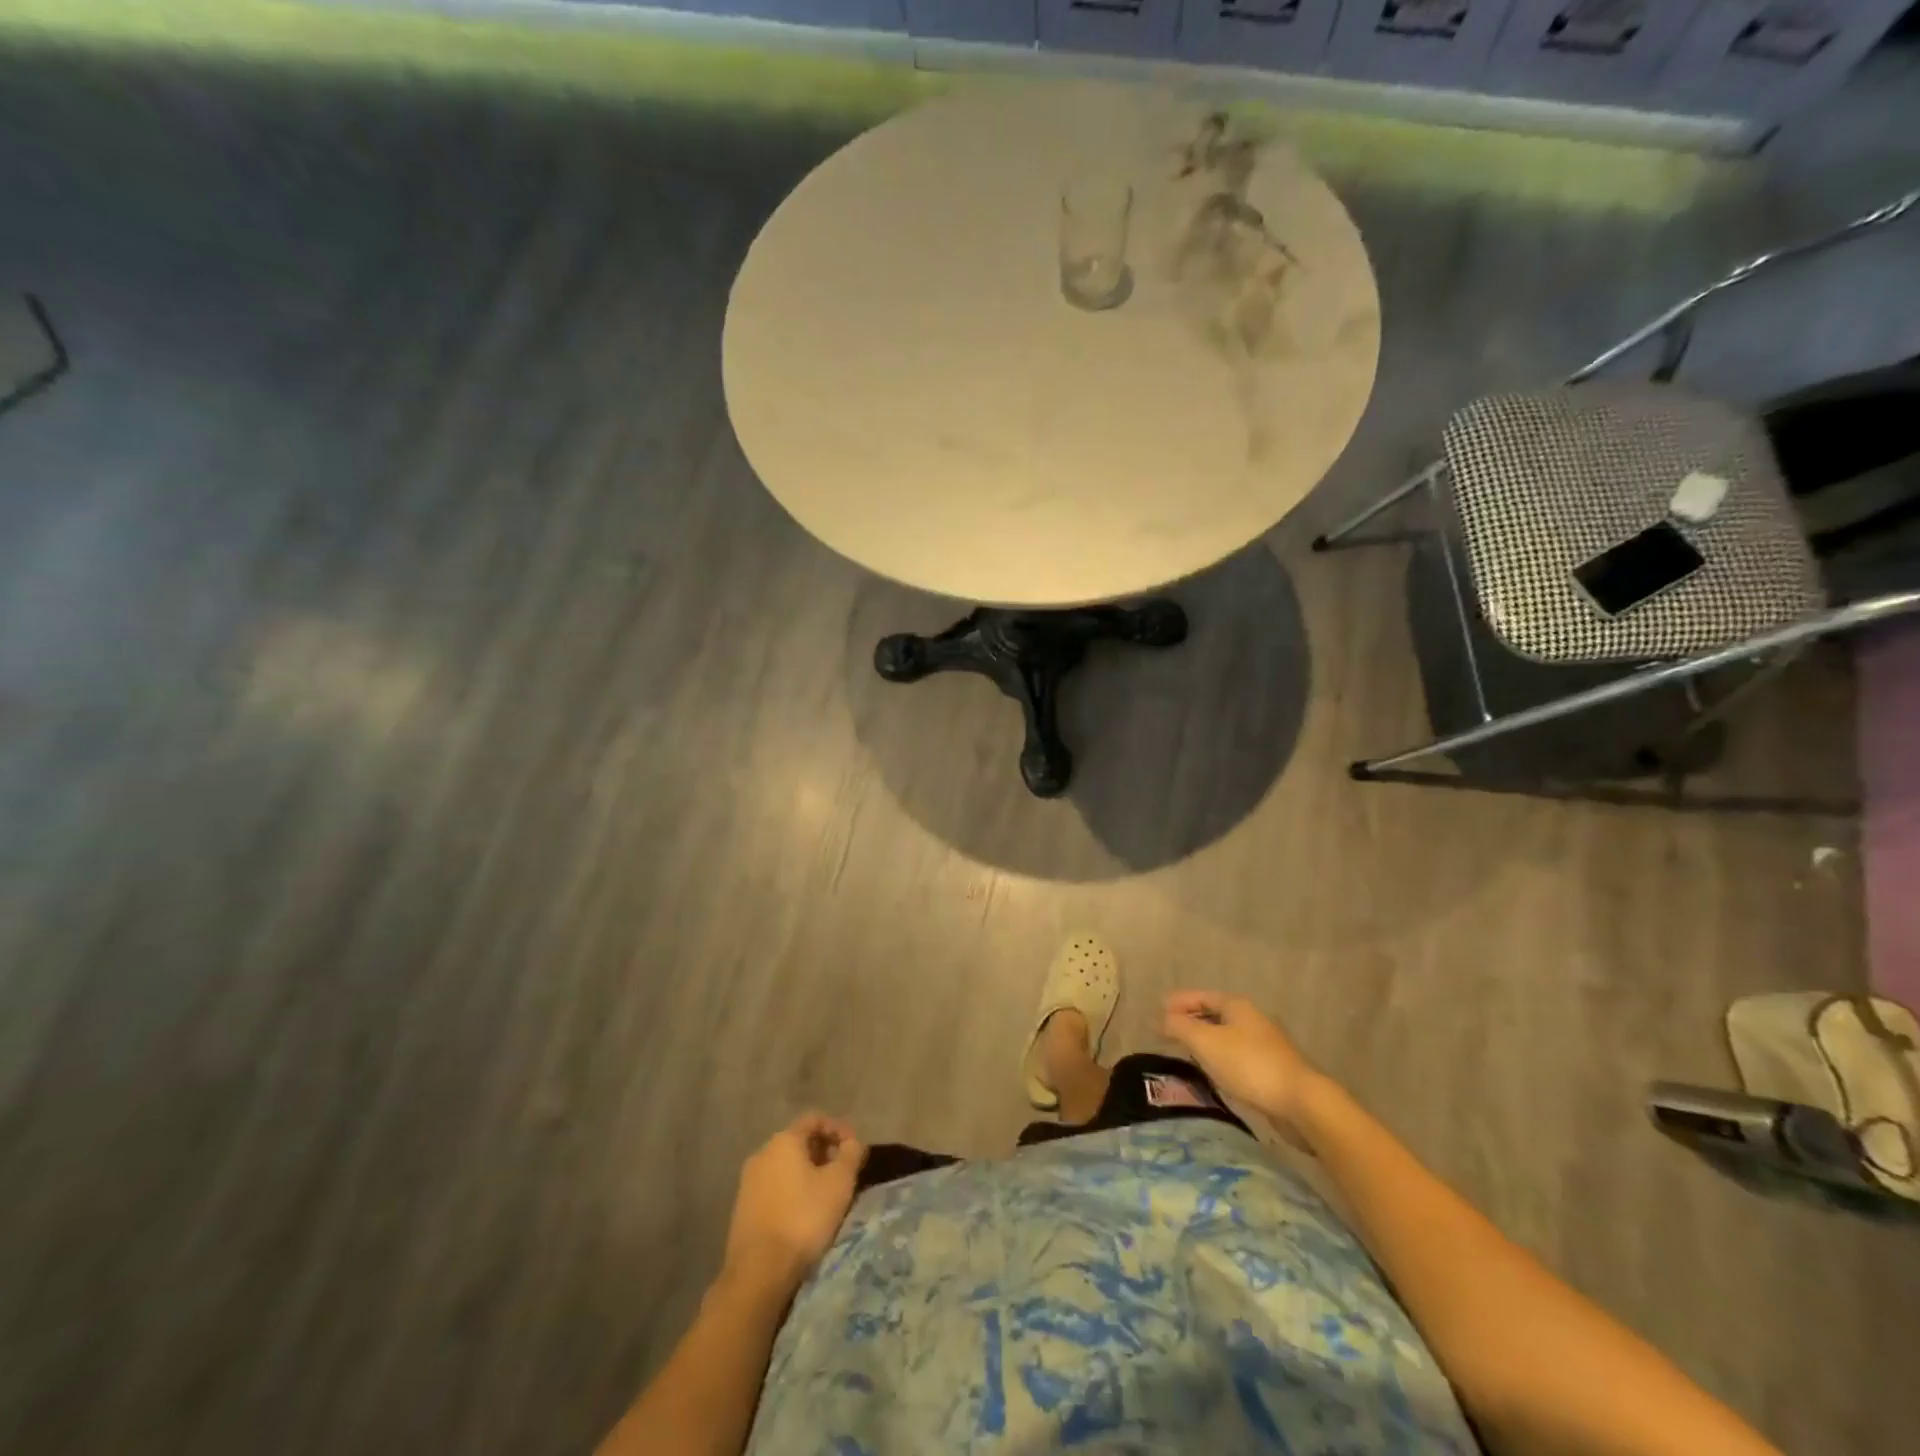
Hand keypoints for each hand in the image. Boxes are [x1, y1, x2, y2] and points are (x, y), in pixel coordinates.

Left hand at [722, 1113, 865, 1295]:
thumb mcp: (839, 1183)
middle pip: (799, 1141)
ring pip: (785, 1166)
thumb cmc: (803, 1218)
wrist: (758, 1272)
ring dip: (808, 1173)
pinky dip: (792, 1190)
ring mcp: (748, 1182)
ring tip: (826, 1195)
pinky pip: (773, 1187)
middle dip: (824, 1152)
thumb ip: (851, 1154)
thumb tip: (854, 1142)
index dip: (838, 1128)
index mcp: (784, 1140)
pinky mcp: (742, 1208)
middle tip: (843, 1172)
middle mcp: (762, 1153)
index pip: (814, 1119)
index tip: (854, 1148)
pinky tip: (803, 1213)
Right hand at [1161, 991, 1322, 1128]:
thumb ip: (1180, 1027)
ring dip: (1205, 1040)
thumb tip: (1160, 1018)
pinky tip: (1214, 1071)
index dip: (1178, 1002)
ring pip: (1226, 1035)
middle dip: (1190, 1021)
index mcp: (1236, 1005)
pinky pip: (1237, 1055)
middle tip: (1168, 1031)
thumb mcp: (1206, 1042)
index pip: (1200, 996)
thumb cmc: (1248, 1064)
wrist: (1300, 1102)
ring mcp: (1265, 1043)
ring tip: (1186, 1051)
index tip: (1157, 1012)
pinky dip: (1220, 1057)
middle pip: (1214, 1014)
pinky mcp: (1272, 1068)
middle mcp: (1252, 1018)